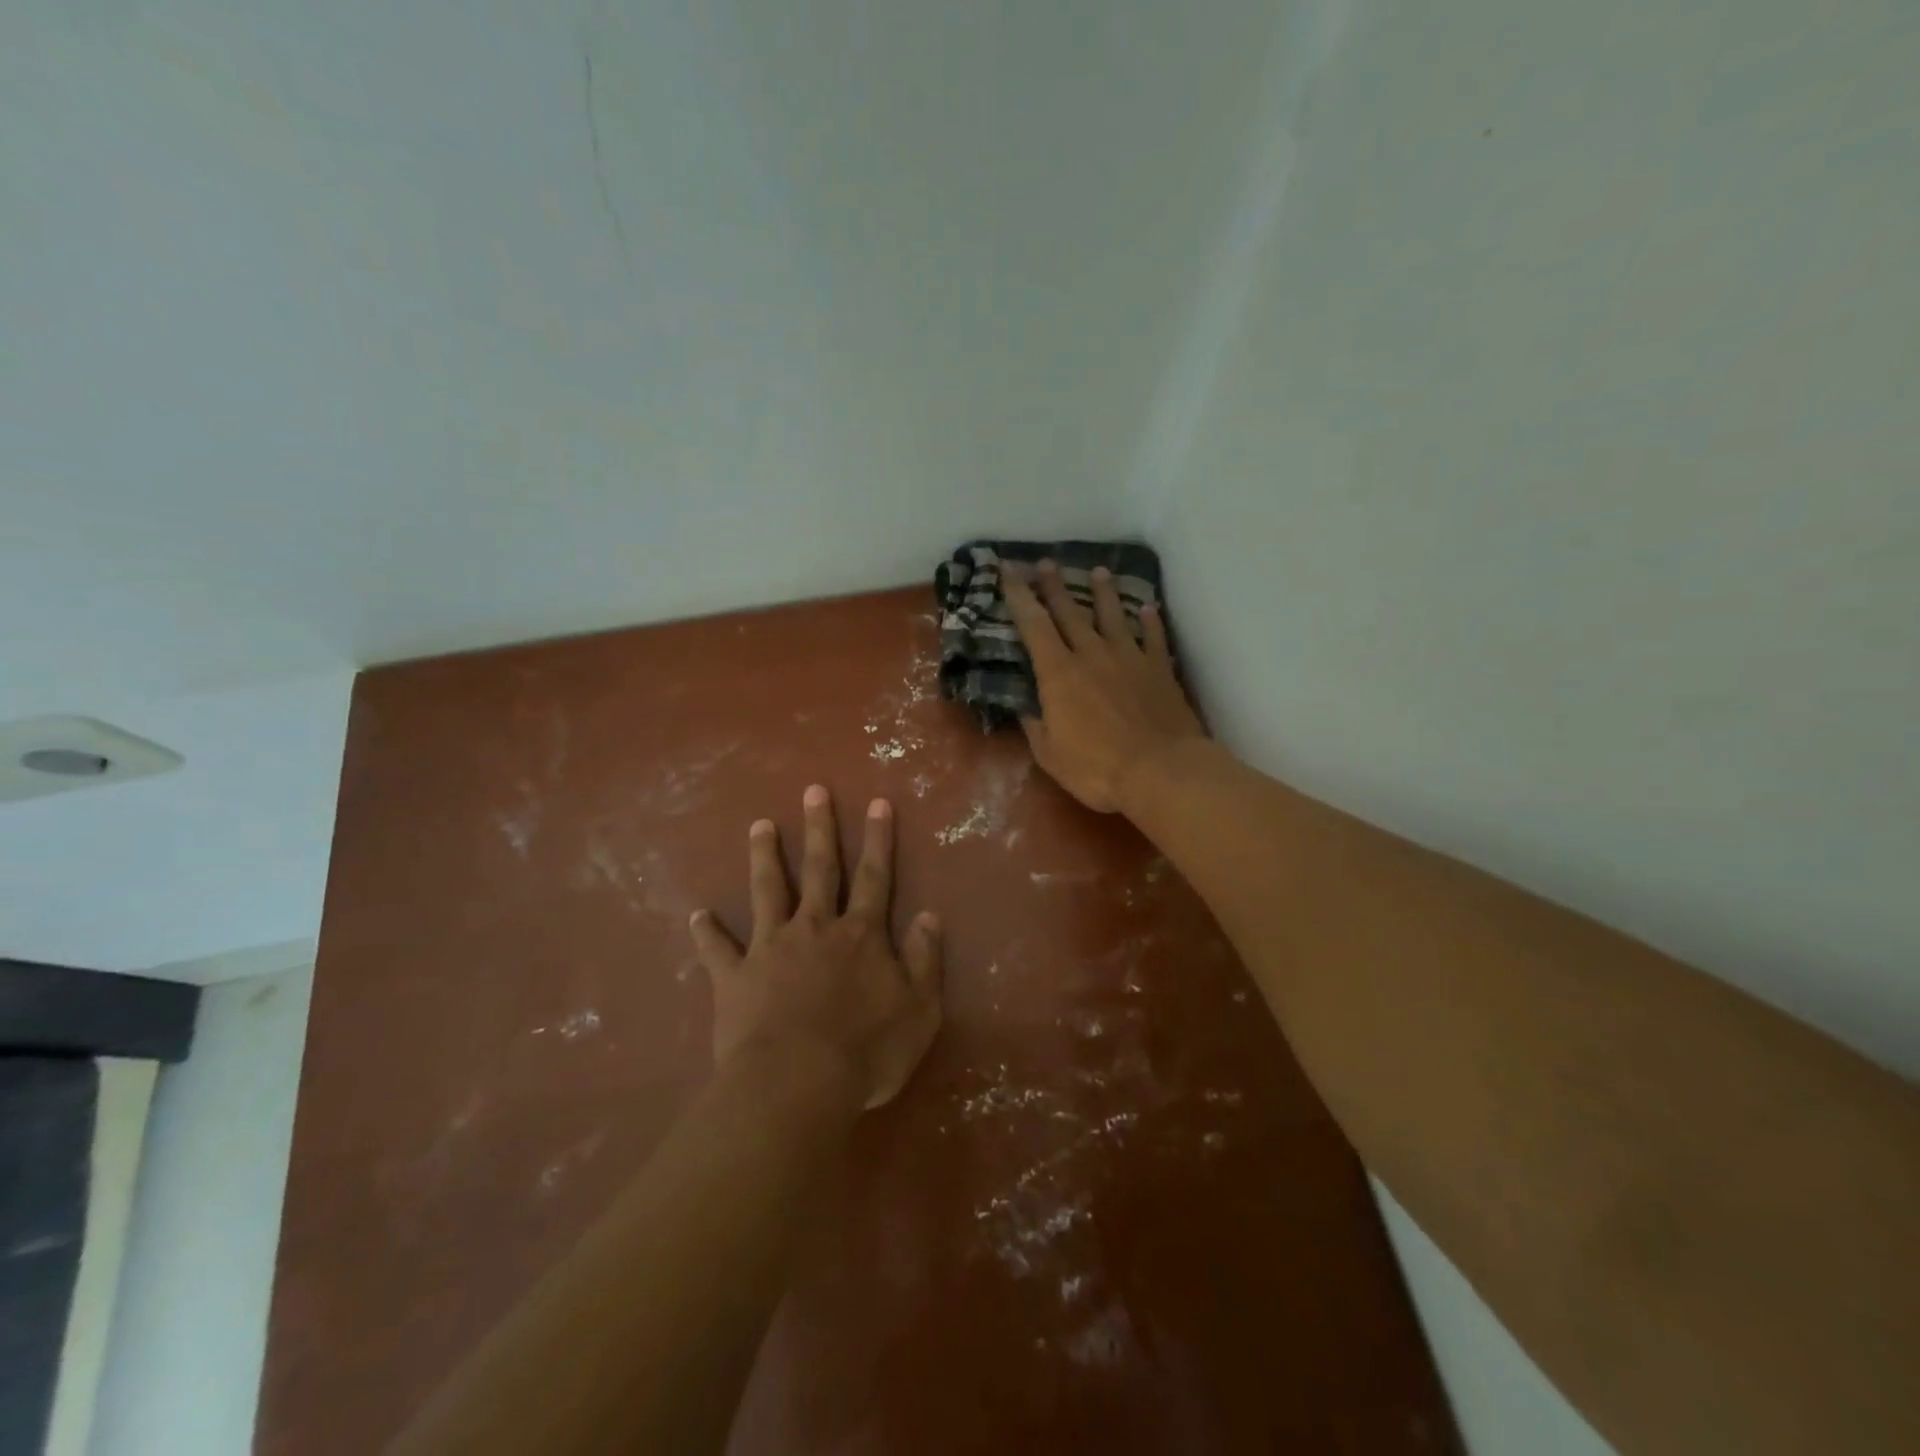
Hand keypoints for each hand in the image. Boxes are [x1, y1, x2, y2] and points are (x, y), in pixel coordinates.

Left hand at [689, 786, 942, 1109]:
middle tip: (813, 790)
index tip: (877, 802)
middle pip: (819, 869)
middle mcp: (815, 928)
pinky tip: (697, 914)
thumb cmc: (866, 1051)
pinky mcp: (735, 977)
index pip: (874, 877)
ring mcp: (771, 948)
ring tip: (760, 825)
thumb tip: (930, 916)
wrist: (797, 1085)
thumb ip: (925, 960)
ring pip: (768, 891)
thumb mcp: (920, 1010)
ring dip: (764, 857)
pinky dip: (707, 932)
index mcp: (860, 935)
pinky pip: (717, 949)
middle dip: (819, 828)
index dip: (878, 839)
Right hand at [1001, 559, 1206, 812]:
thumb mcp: (1051, 755)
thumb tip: (1025, 709)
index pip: (1033, 625)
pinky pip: (1154, 637)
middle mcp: (1092, 655)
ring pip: (1114, 616)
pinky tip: (1149, 608)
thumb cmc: (1097, 768)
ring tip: (1099, 571)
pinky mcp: (1160, 669)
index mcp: (1059, 674)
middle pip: (1071, 612)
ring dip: (1104, 593)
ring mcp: (1130, 658)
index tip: (1008, 570)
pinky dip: (1151, 621)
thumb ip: (1036, 727)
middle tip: (1046, 563)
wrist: (1161, 771)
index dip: (1019, 596)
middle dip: (1055, 586)